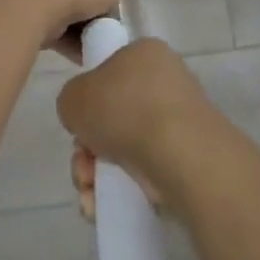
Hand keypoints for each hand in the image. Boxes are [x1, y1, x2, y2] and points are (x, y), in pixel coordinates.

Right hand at [57, 37, 217, 219]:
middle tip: (82, 162)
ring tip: (90, 190)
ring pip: (126, 148)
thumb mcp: (74, 96)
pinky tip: (102, 205)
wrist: (177, 153)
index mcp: (145, 53)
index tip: (79, 123)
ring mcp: (180, 121)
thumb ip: (72, 100)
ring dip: (98, 173)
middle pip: (115, 116)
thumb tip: (85, 117)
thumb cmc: (123, 109)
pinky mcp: (188, 158)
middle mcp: (167, 82)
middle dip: (89, 147)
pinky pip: (145, 172)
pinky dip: (121, 189)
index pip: (111, 72)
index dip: (89, 101)